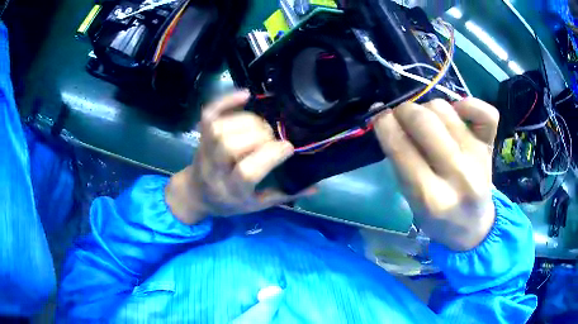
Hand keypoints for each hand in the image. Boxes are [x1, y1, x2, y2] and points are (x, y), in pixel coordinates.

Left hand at [166, 90, 312, 223]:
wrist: (196, 193)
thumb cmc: (228, 202)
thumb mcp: (256, 206)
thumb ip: (284, 195)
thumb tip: (315, 187)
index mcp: (231, 192)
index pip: (246, 172)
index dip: (270, 155)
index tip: (288, 148)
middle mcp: (214, 170)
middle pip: (231, 146)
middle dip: (259, 136)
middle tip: (272, 138)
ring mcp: (204, 150)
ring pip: (220, 129)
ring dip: (247, 121)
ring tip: (261, 126)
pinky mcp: (200, 136)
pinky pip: (209, 114)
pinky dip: (226, 100)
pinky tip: (246, 95)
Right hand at [373, 98, 499, 250]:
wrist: (473, 226)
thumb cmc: (438, 218)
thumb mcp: (412, 202)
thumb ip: (401, 164)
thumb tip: (389, 120)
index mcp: (432, 198)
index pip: (402, 149)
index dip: (385, 124)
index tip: (380, 116)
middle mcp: (458, 175)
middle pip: (424, 122)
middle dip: (404, 111)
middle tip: (402, 117)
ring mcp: (477, 158)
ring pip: (445, 109)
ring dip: (428, 109)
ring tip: (428, 122)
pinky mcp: (490, 147)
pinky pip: (486, 113)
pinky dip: (469, 104)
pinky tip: (458, 112)